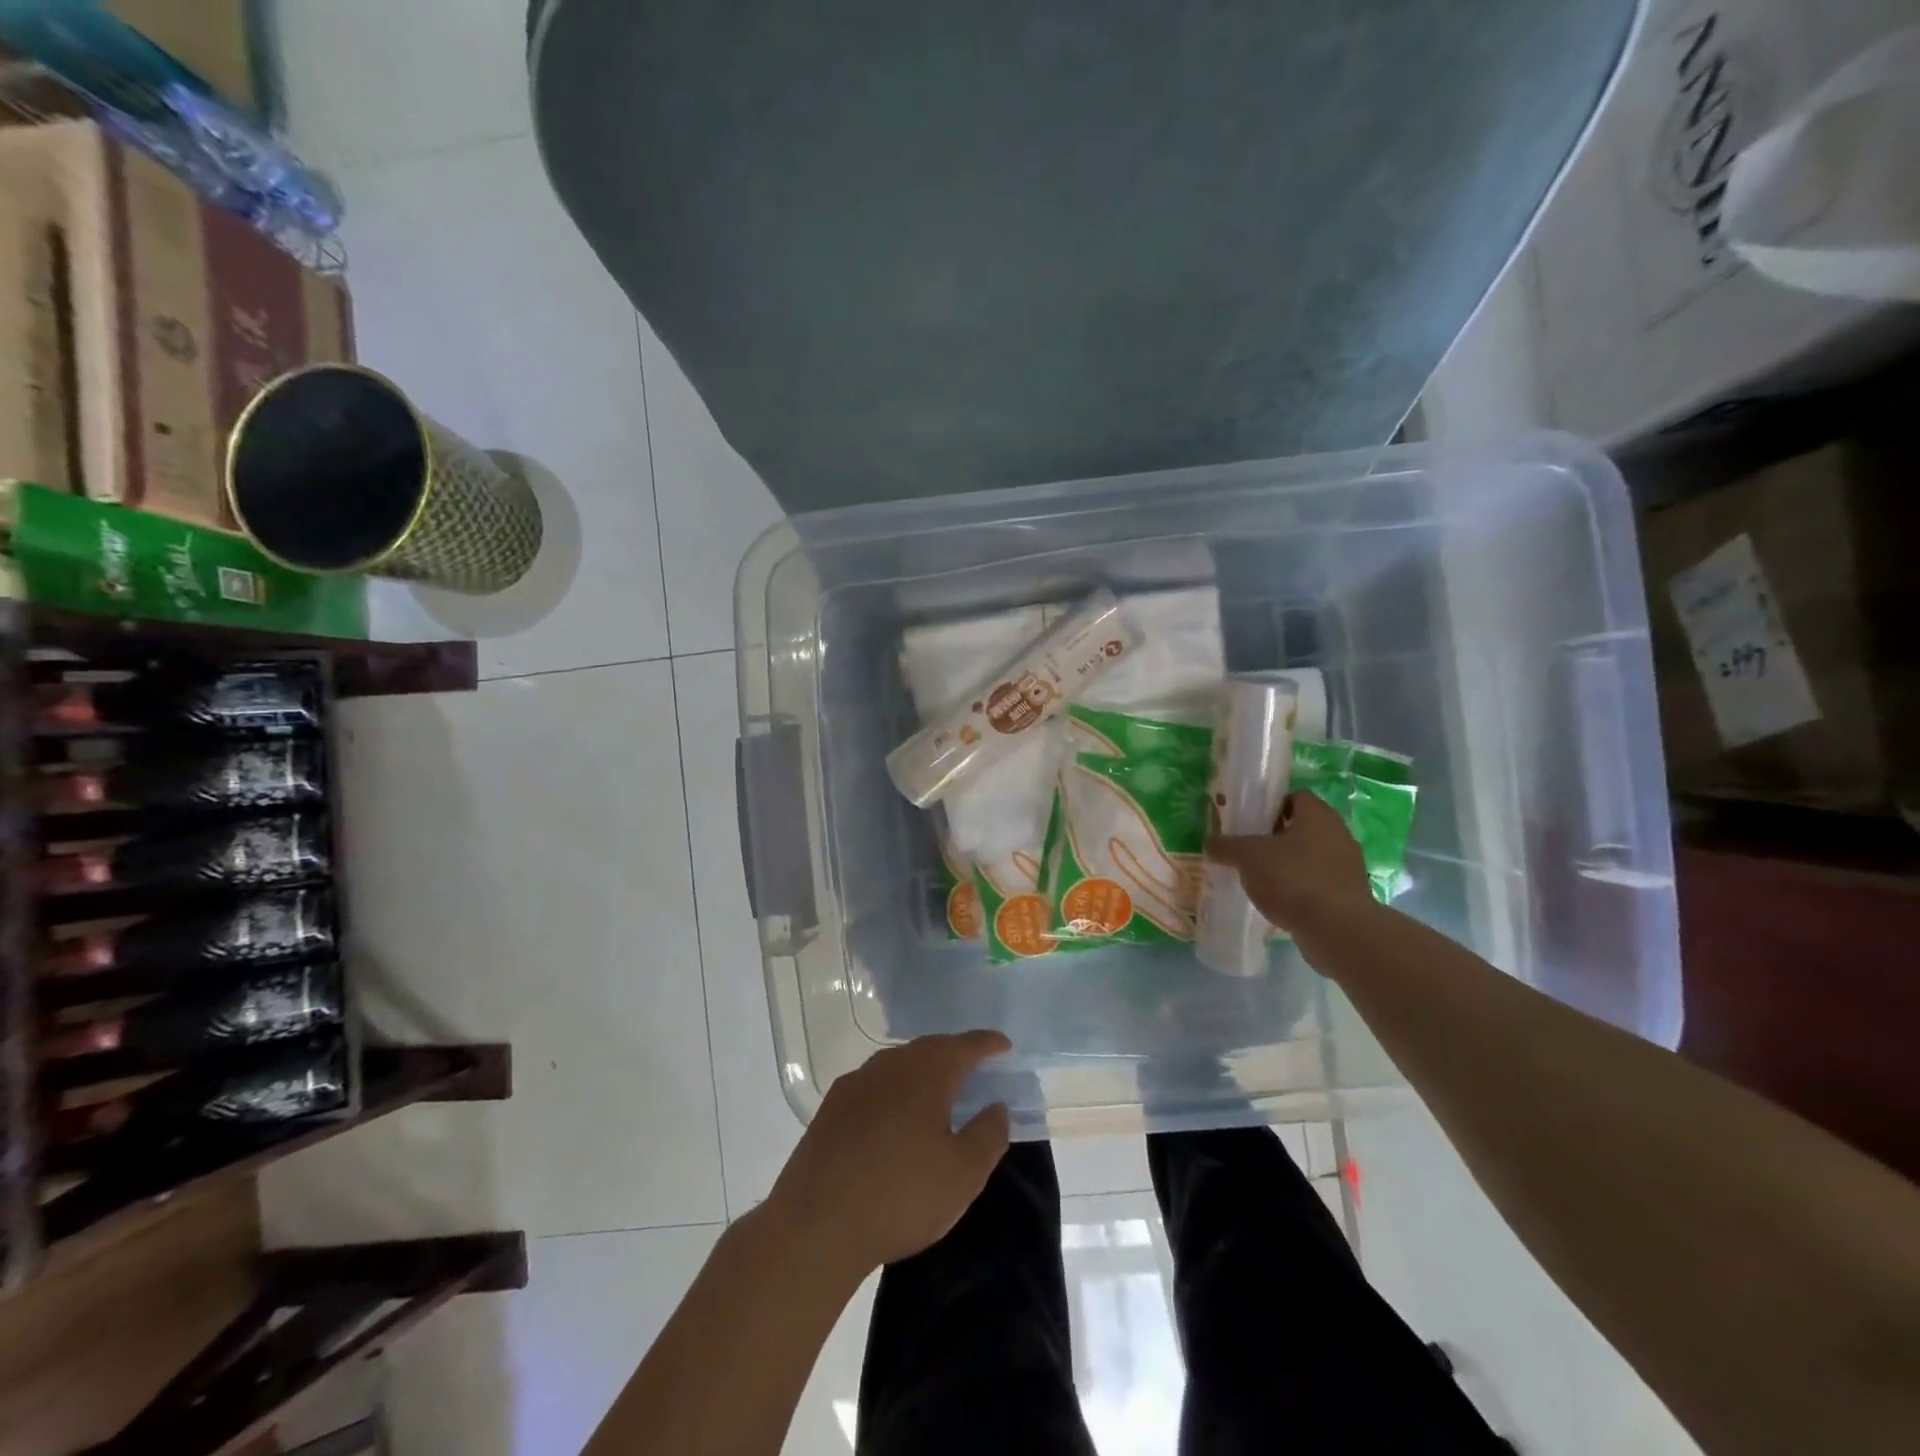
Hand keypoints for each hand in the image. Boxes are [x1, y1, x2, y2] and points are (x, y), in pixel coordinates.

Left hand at [766, 1031, 1011, 1276]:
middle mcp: (891, 1064)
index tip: (1004, 1046)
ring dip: (923, 1071)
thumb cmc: (901, 1195)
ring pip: (899, 1064)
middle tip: (975, 1068)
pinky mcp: (831, 1107)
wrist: (816, 1224)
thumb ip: (988, 1135)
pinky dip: (895, 1090)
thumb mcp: (963, 1174)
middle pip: (930, 1049)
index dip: (988, 1044)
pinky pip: (875, 1085)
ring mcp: (856, 1082)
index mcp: (927, 1072)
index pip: (965, 1046)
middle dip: (955, 1054)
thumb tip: (997, 1106)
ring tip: (938, 1092)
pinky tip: (895, 1115)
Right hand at [1206, 790, 1374, 938]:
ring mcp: (1347, 865)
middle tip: (1248, 850)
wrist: (1337, 929)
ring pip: (1309, 856)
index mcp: (1318, 814)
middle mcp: (1338, 834)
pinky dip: (1299, 888)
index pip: (1295, 797)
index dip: (1271, 806)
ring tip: (1259, 878)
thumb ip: (1226, 846)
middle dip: (1275, 837)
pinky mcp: (1348, 895)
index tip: (1249, 822)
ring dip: (1287, 864)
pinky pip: (1317, 882)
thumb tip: (1209, 842)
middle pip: (1301, 827)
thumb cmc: (1293, 878)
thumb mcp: (1248, 857)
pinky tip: (1278, 901)